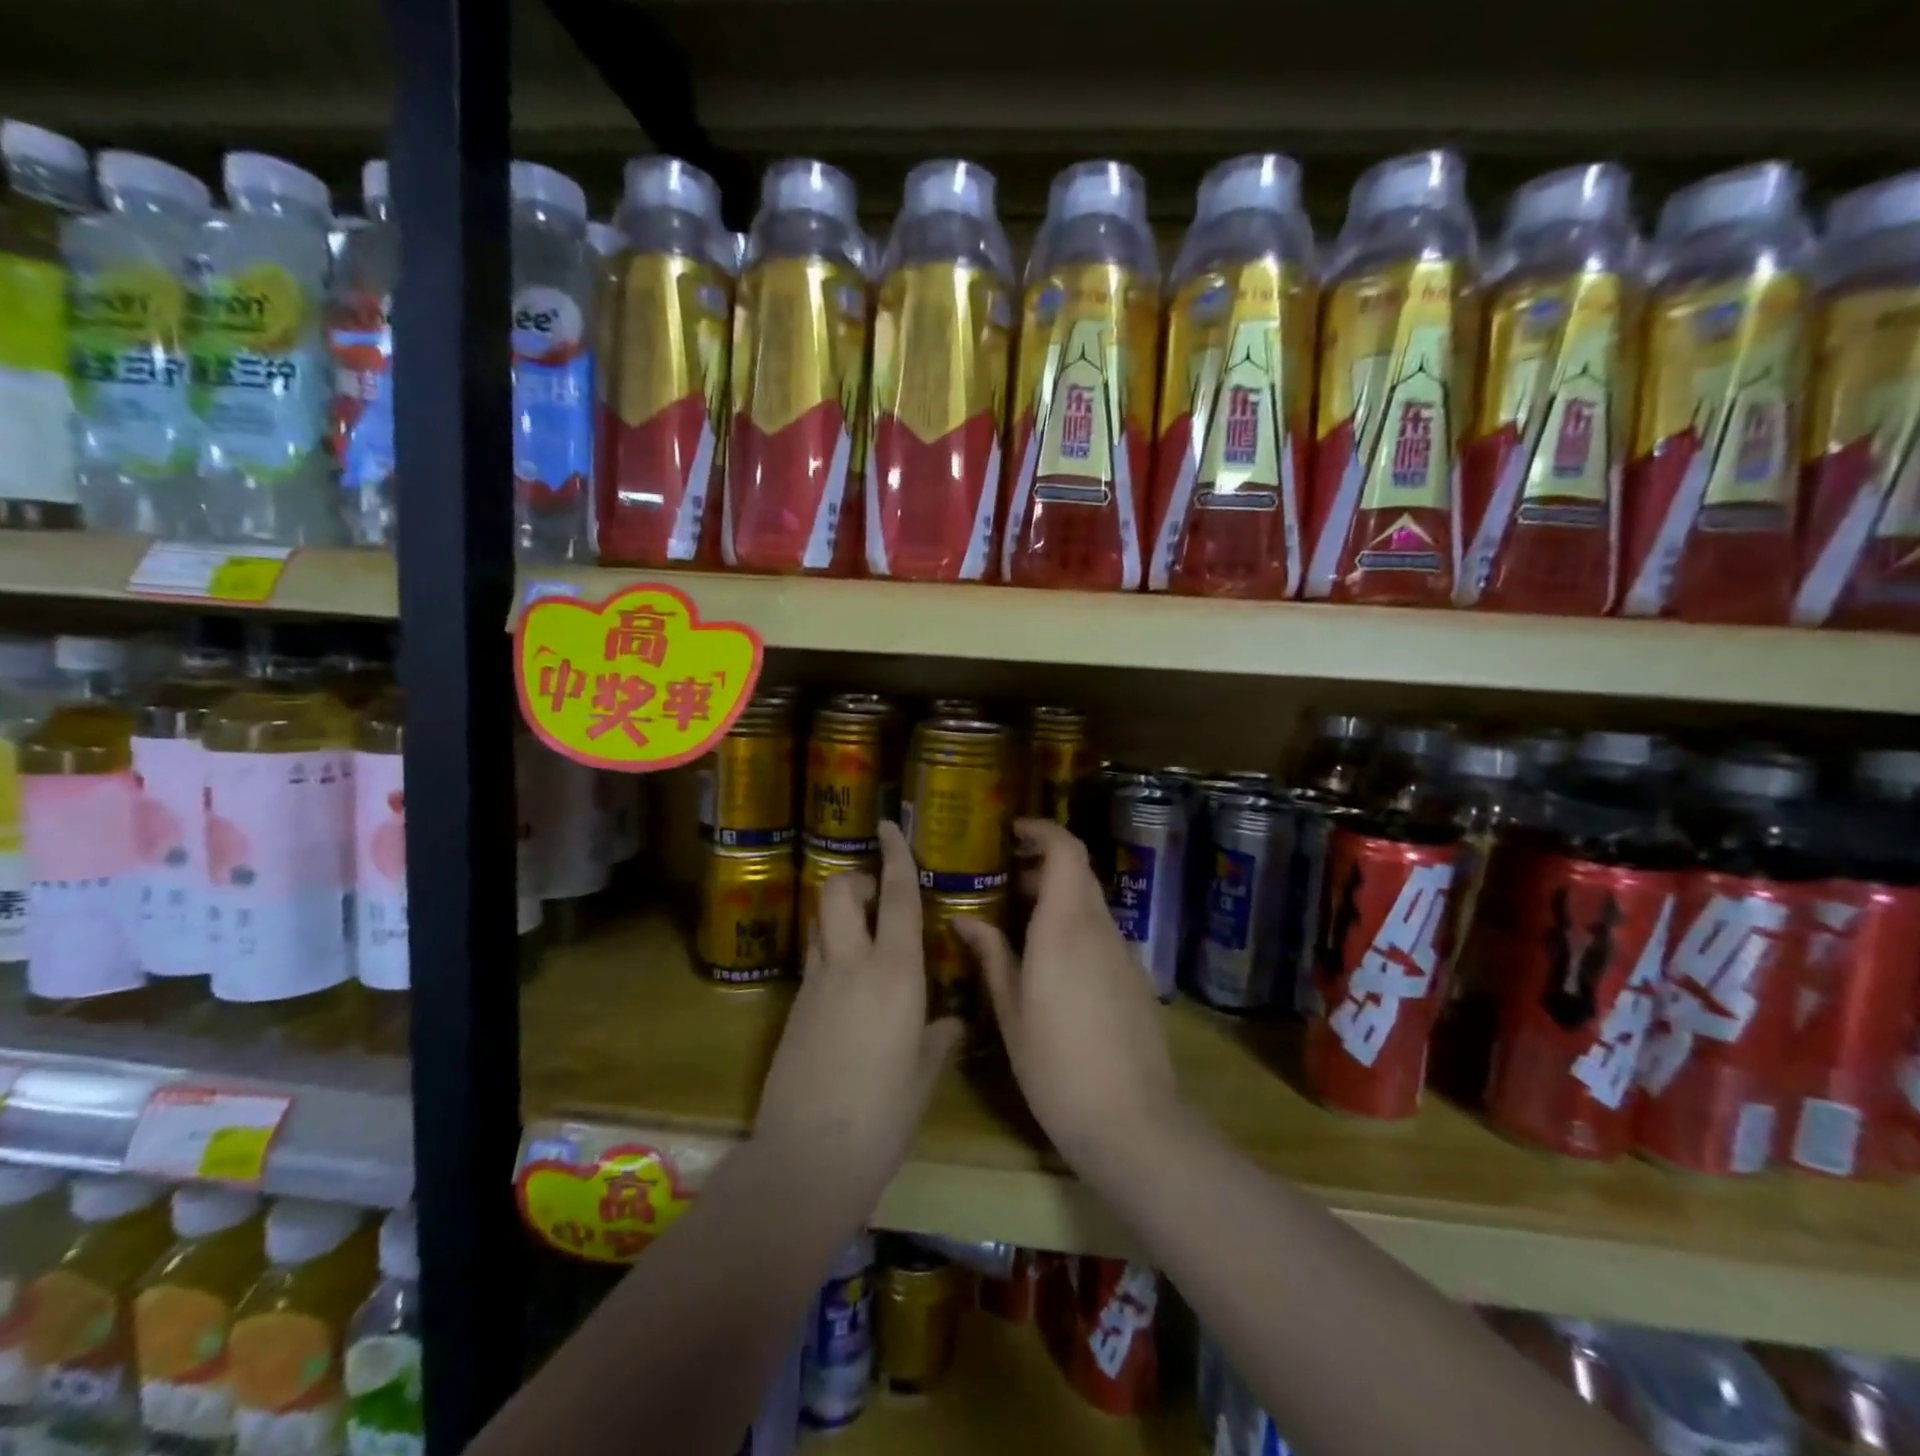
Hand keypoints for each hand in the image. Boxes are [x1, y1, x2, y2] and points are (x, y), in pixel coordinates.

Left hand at [753, 820, 961, 1208]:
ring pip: (820, 921)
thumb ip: (939, 1038)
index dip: (895, 856)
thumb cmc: (882, 1117)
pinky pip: (814, 957)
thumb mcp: (924, 1076)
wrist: (806, 1159)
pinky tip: (849, 983)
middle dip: (855, 879)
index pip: (896, 897)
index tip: (888, 825)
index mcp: (896, 974)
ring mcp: (815, 984)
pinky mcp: (794, 1007)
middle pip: (839, 892)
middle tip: (877, 895)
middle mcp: (852, 965)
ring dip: (839, 911)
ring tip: (863, 932)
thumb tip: (949, 1021)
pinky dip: (830, 948)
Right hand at [955, 818, 1179, 1166]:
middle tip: (1007, 879)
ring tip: (1022, 922)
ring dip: (1060, 897)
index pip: (1066, 851)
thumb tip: (965, 920)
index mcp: (1065, 927)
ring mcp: (1123, 953)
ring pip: (1091, 903)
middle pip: (1079, 872)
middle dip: (1045, 864)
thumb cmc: (1057, 1066)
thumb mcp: (1011, 1013)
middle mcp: (1099, 929)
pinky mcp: (1136, 978)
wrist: (1133, 1122)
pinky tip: (1053, 963)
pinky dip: (1076, 926)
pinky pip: (1102, 933)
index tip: (1013, 831)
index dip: (1043, 830)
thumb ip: (992, 957)